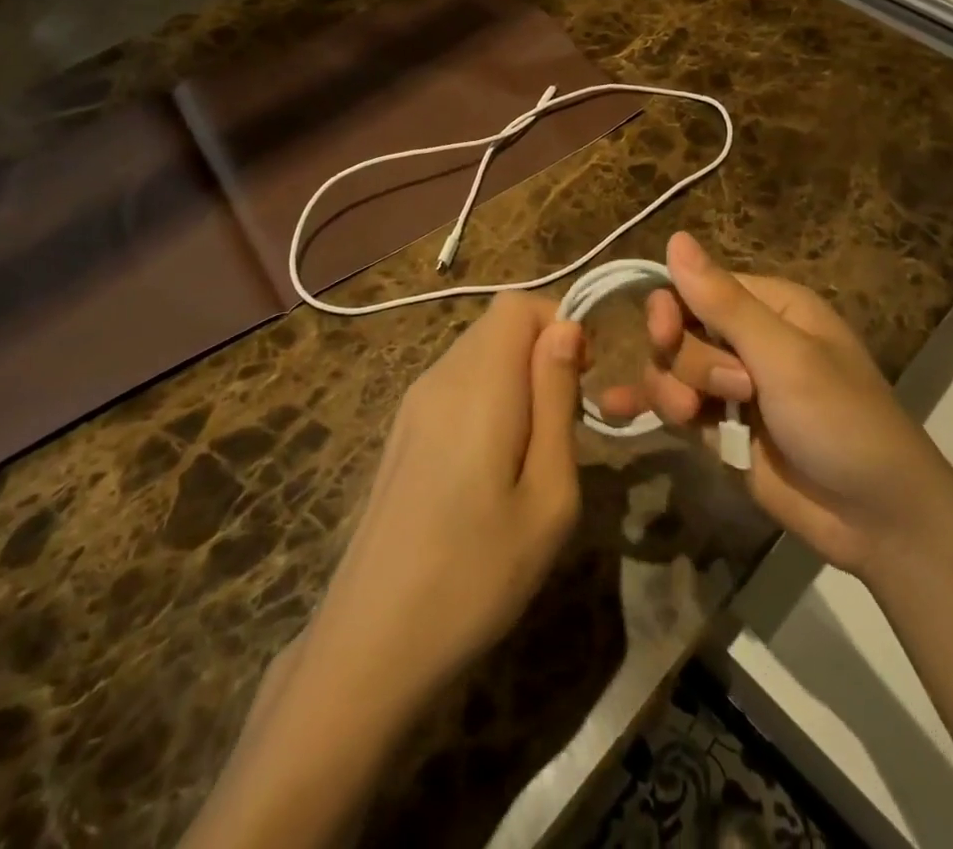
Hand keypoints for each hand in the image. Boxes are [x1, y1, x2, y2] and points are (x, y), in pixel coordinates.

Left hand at [185, 296, 587, 848]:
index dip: (560, 325)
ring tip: (532, 451)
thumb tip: (566, 328)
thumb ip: (557, 400)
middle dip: (543, 353)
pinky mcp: (401, 432)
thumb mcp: (548, 495)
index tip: (583, 382)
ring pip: (478, 353)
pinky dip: (489, 398)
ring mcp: (412, 404)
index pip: (519, 303)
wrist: (368, 649)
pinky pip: (456, 384)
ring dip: (518, 378)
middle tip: (564, 423)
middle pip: (499, 324)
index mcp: (478, 384)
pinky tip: (491, 468)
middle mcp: (439, 377)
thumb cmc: (476, 576)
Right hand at [599, 232, 947, 576]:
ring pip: (671, 369)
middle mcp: (747, 339)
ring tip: (700, 423)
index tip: (665, 335)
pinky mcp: (722, 428)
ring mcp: (732, 386)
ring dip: (673, 392)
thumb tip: (675, 238)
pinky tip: (614, 410)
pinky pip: (673, 406)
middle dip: (690, 363)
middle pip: (679, 330)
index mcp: (770, 306)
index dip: (673, 308)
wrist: (877, 518)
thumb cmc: (841, 420)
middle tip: (731, 392)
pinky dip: (647, 406)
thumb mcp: (784, 357)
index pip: (697, 287)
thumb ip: (723, 302)